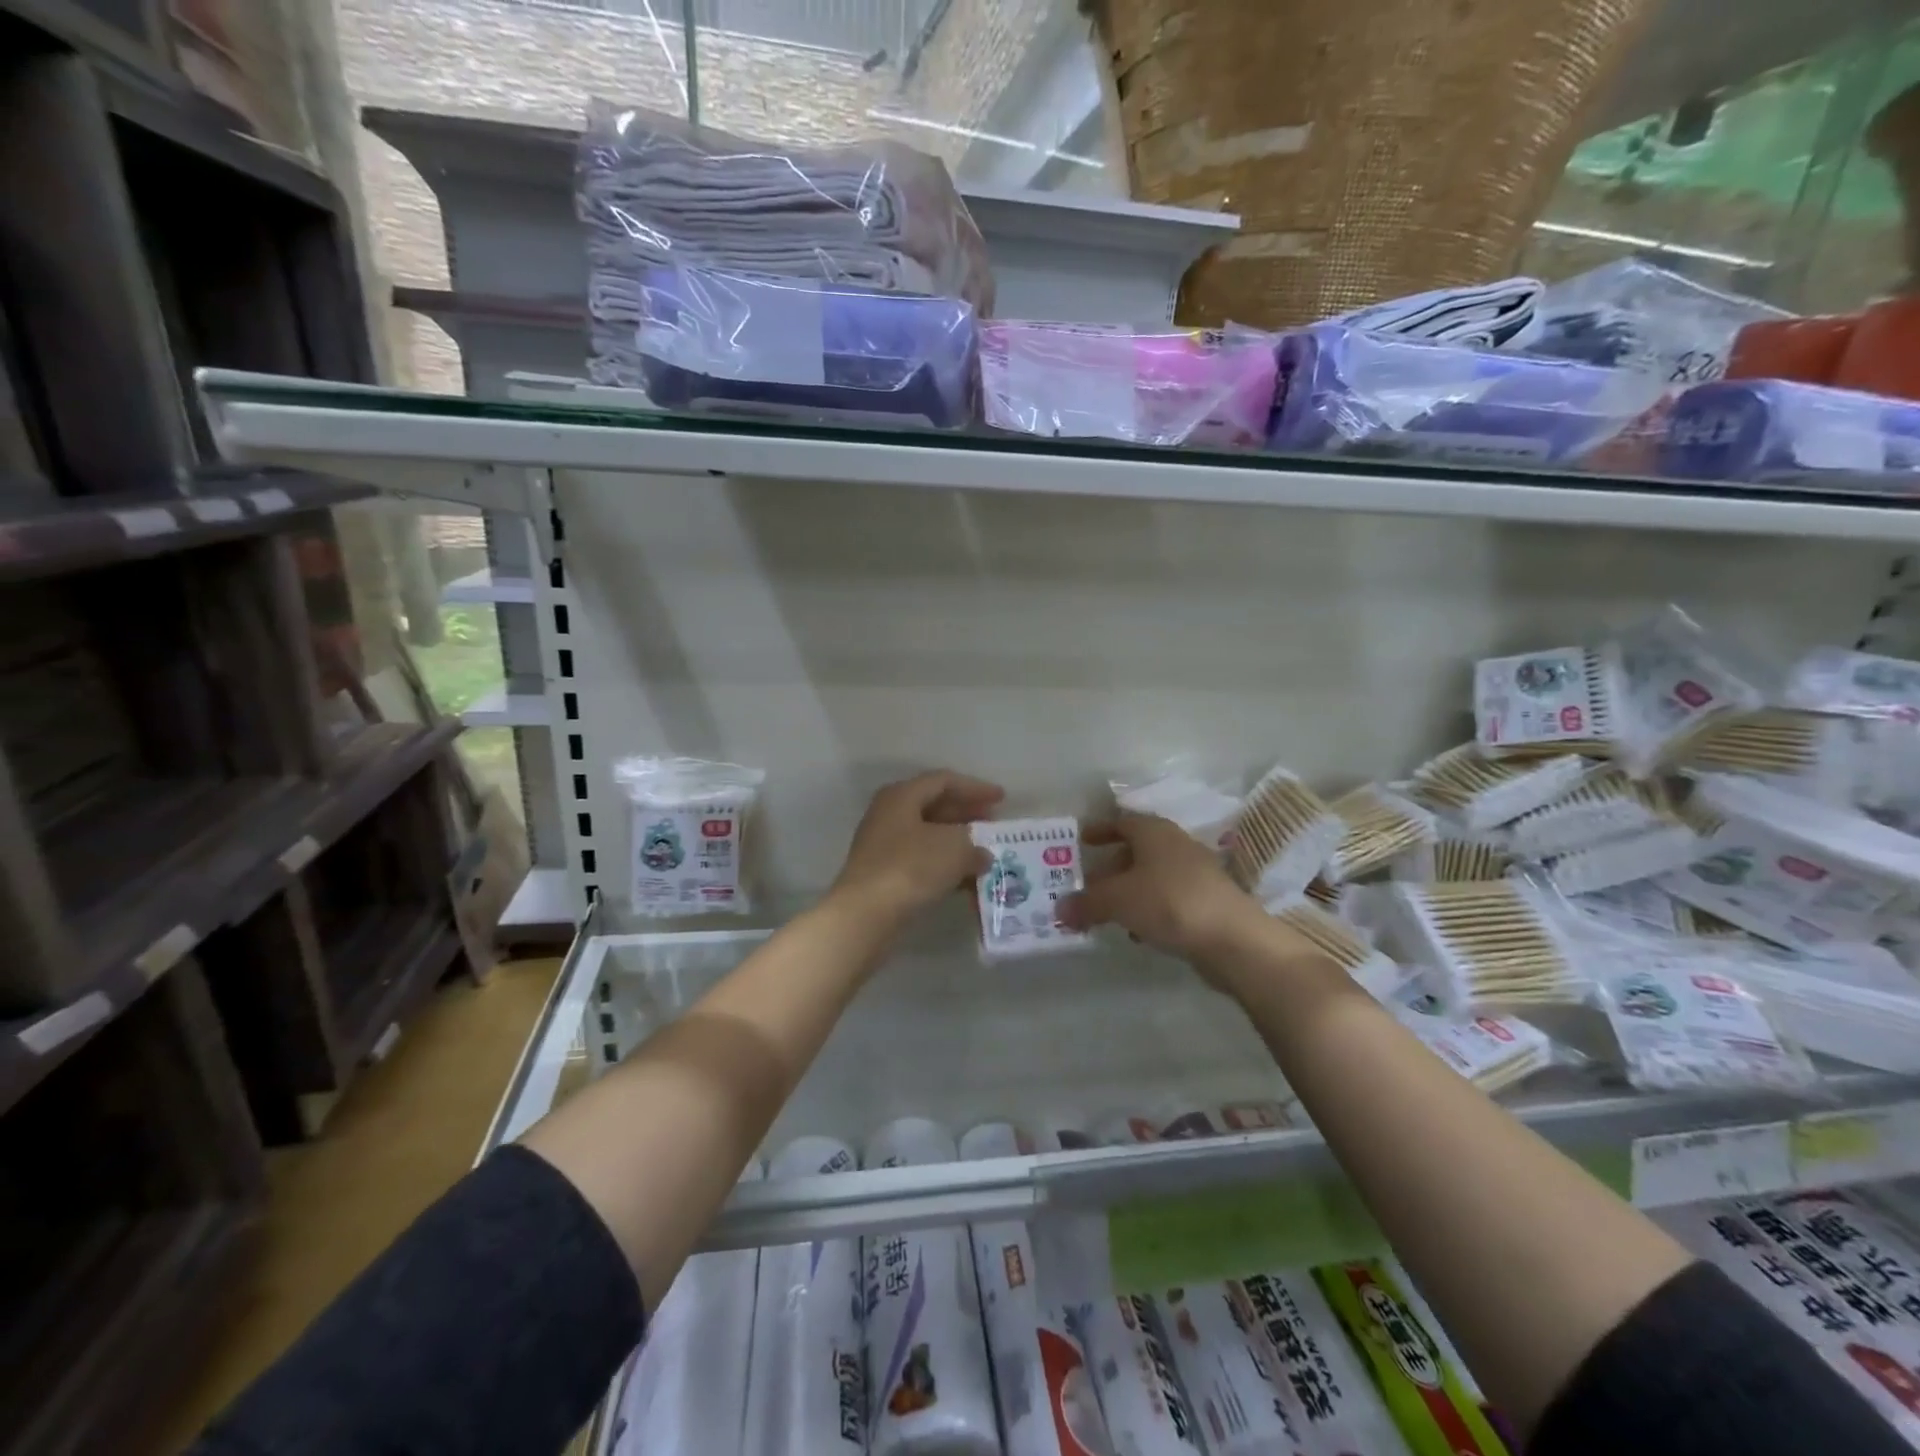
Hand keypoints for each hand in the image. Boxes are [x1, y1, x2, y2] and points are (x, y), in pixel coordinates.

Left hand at [831, 771, 1004, 923]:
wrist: (865, 915)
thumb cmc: (911, 868)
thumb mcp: (954, 849)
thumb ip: (975, 846)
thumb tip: (982, 854)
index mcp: (901, 796)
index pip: (943, 781)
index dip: (975, 788)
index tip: (1002, 798)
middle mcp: (889, 815)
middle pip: (934, 806)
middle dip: (967, 814)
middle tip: (994, 823)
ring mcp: (884, 846)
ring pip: (929, 836)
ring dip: (958, 843)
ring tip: (987, 853)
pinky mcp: (885, 875)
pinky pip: (922, 861)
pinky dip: (946, 866)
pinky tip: (967, 880)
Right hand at [1059, 812, 1265, 968]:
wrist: (1233, 938)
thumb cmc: (1169, 902)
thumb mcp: (1117, 900)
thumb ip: (1086, 903)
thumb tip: (1058, 910)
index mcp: (1154, 832)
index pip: (1122, 821)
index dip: (1100, 829)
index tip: (1081, 840)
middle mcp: (1176, 845)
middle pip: (1136, 851)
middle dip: (1110, 867)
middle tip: (1087, 886)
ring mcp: (1195, 874)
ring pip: (1151, 877)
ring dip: (1128, 892)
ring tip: (1105, 913)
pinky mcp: (1206, 902)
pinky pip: (1167, 899)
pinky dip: (1148, 909)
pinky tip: (1137, 931)